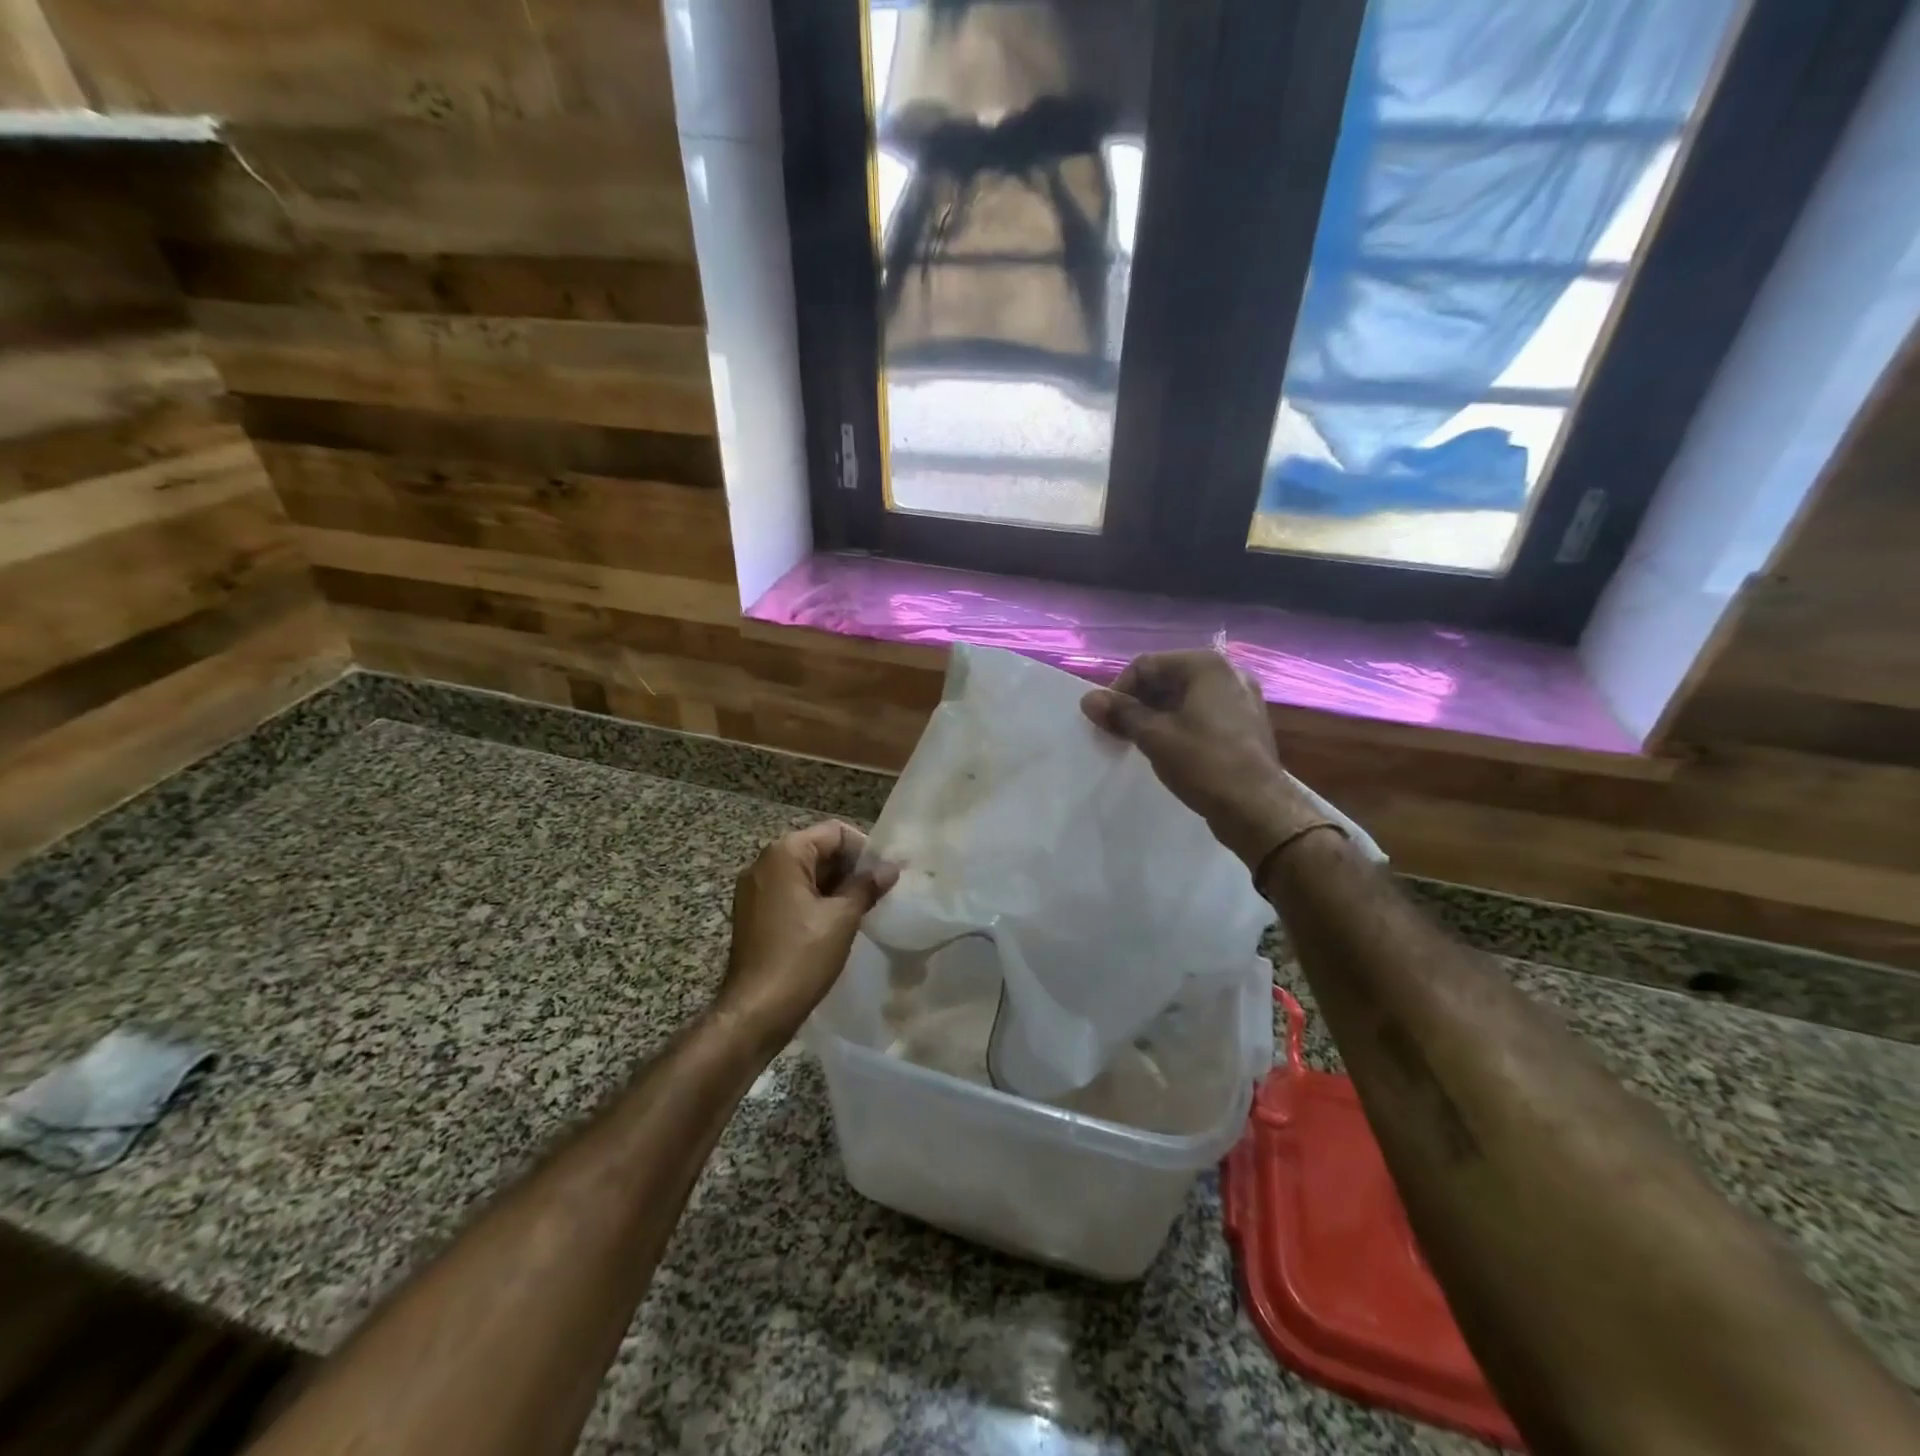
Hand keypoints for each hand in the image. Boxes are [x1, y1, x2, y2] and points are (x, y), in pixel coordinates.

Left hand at [718, 822, 897, 1045]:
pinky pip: (791, 893)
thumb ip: (866, 886)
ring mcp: (755, 889)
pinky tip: (837, 923)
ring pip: (805, 873)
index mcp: (783, 854)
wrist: (755, 1011)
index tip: (884, 875)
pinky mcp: (754, 913)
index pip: (834, 832)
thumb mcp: (842, 918)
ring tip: (863, 908)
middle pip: (818, 849)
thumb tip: (890, 868)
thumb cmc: (801, 957)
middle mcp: (764, 863)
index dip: (863, 849)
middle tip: (878, 892)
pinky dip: (815, 901)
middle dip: (850, 868)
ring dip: (835, 886)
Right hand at [1081, 650, 1320, 868]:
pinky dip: (1178, 724)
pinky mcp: (1245, 723)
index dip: (1119, 690)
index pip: (1147, 665)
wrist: (1258, 808)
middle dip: (1137, 702)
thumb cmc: (1203, 763)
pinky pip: (1202, 713)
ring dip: (1155, 715)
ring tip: (1136, 742)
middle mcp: (1228, 673)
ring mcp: (1241, 698)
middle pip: (1167, 678)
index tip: (1104, 720)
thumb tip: (1088, 699)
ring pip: (1184, 698)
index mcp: (1207, 666)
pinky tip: (1166, 749)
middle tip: (1116, 732)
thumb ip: (1120, 713)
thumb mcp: (1154, 736)